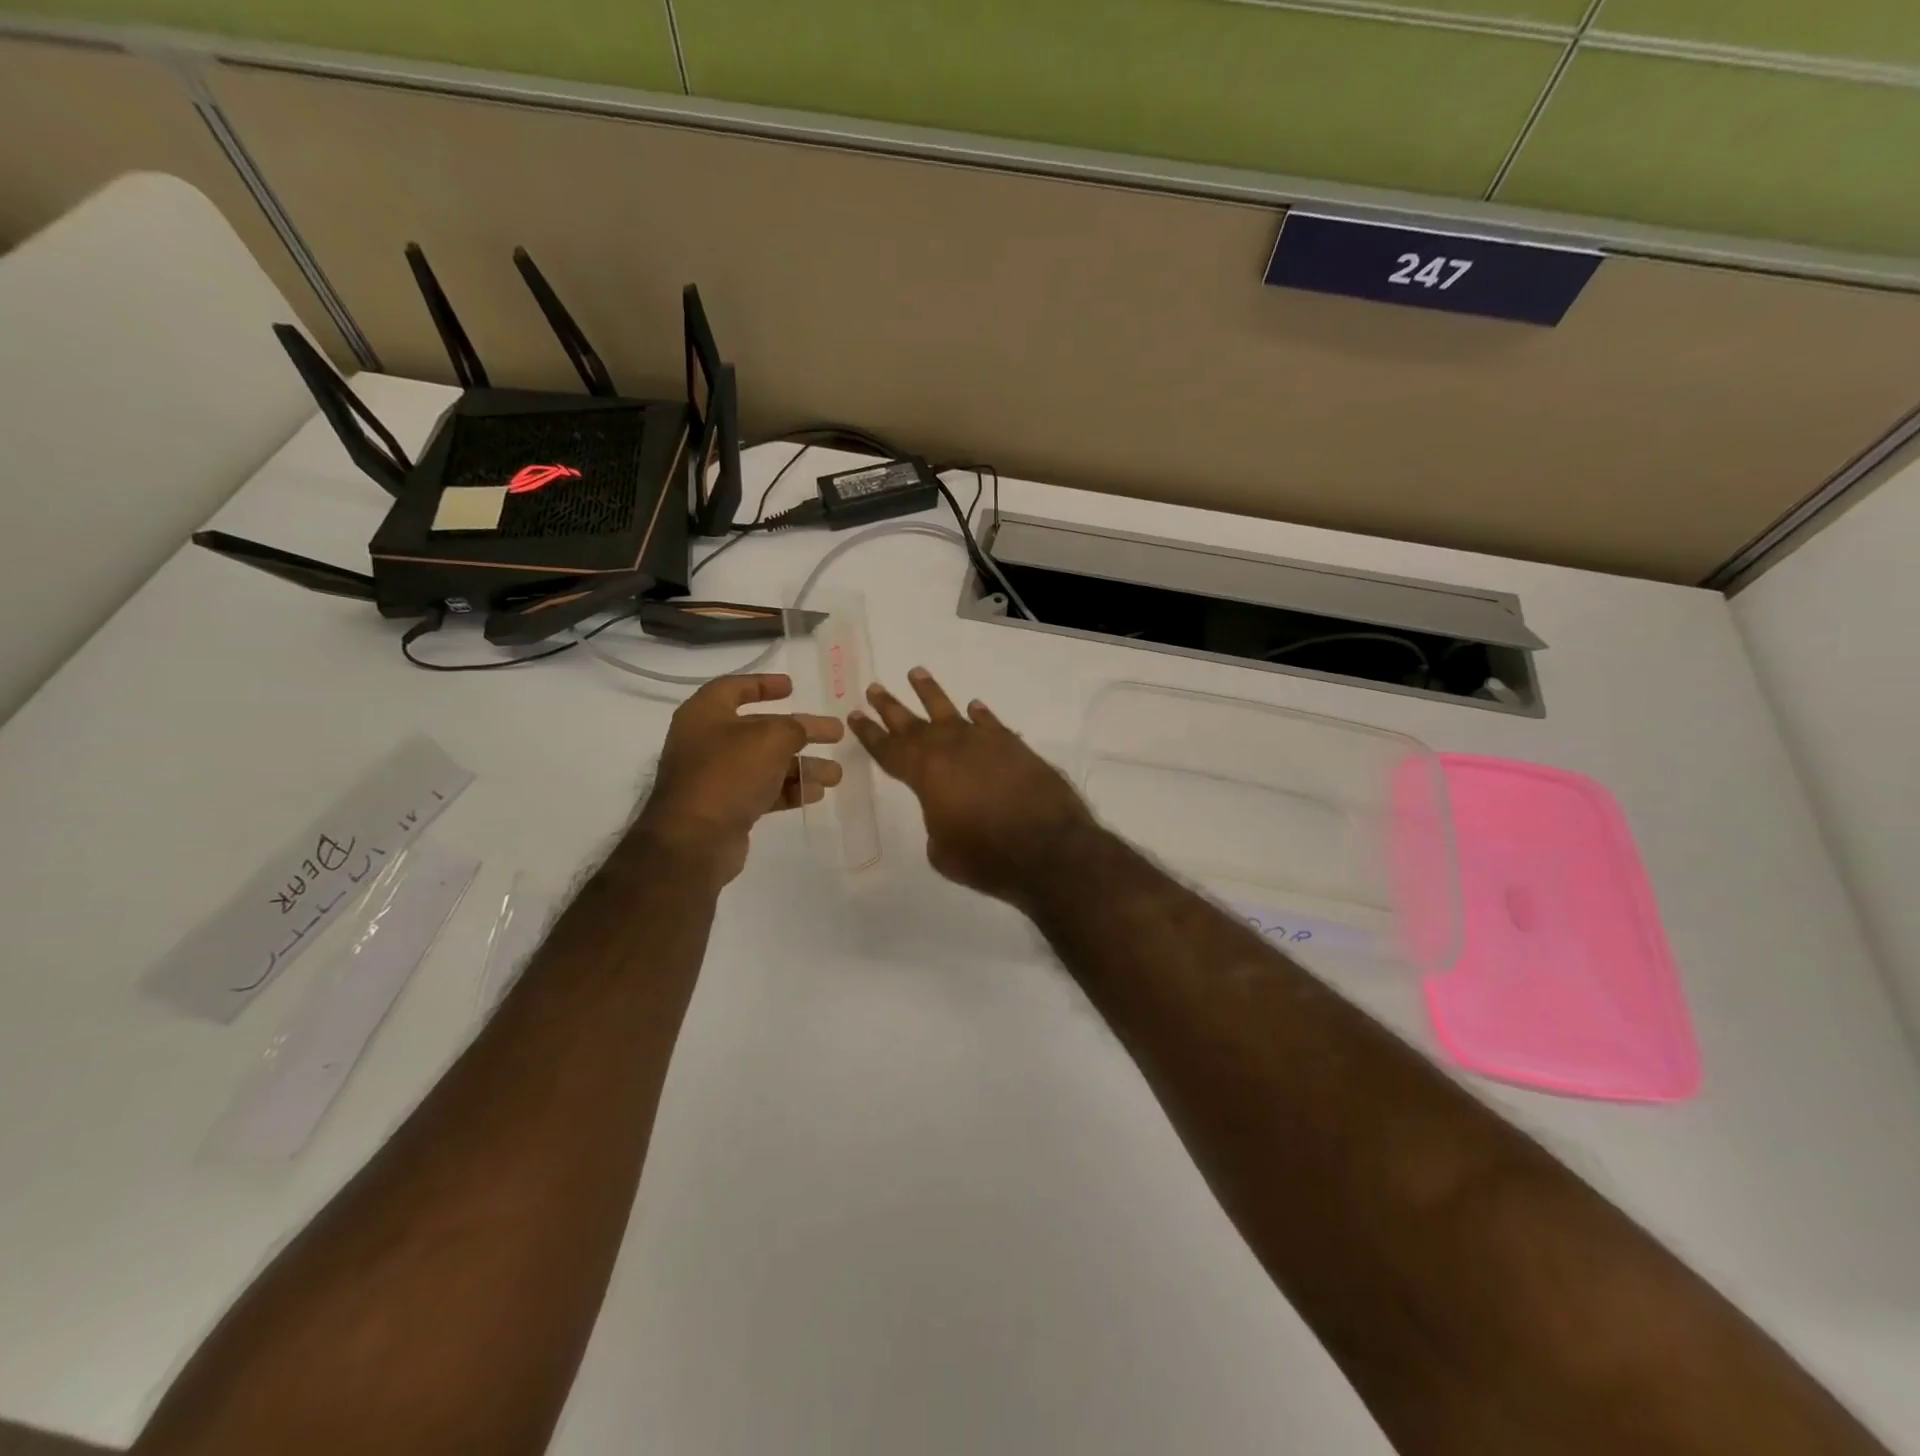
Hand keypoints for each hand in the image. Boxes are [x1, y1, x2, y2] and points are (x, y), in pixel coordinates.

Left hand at [634, 674, 843, 884]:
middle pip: (761, 729)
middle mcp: (707, 742)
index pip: (734, 688)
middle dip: (800, 732)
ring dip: (802, 765)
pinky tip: (816, 793)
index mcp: (705, 714)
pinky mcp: (726, 807)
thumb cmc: (729, 774)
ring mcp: (716, 777)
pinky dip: (789, 790)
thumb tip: (804, 729)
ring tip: (835, 774)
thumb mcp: (770, 739)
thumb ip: (795, 728)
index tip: (793, 687)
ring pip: (767, 763)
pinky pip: (763, 790)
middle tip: (835, 733)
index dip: (763, 684)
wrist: (695, 840)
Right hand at [848, 667, 1095, 905]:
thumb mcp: (943, 851)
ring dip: (930, 693)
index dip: (871, 734)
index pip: (890, 749)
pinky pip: (991, 724)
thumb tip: (950, 810)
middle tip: (874, 688)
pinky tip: (974, 707)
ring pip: (951, 712)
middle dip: (891, 706)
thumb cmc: (987, 857)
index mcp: (926, 773)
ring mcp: (985, 743)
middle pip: (913, 723)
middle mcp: (951, 748)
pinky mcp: (1015, 747)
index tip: (855, 715)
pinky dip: (981, 715)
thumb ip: (938, 823)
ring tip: (916, 673)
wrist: (1049, 849)